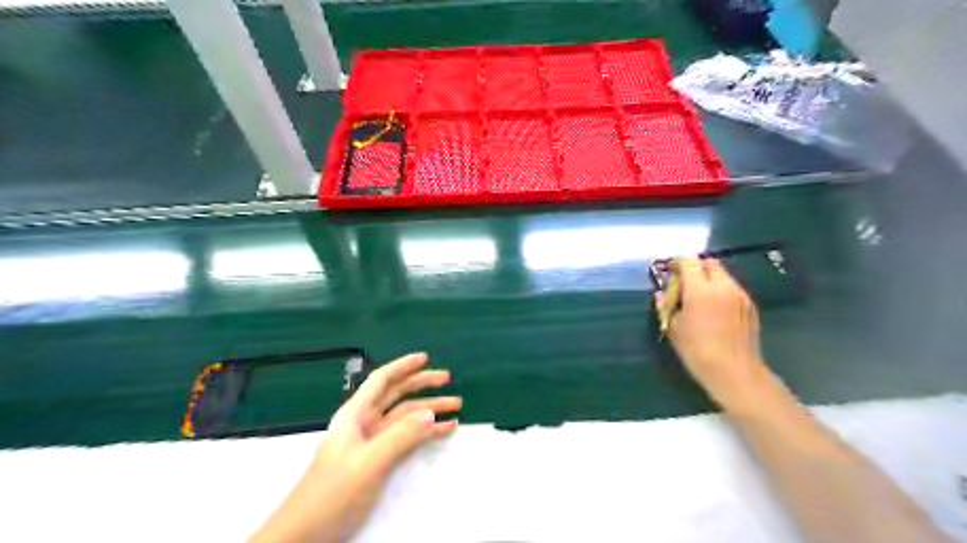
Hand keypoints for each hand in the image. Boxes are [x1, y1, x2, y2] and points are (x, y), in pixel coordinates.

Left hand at [249, 351, 459, 542]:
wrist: (307, 533)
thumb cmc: (334, 492)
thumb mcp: (369, 462)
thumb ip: (400, 436)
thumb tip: (431, 413)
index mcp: (355, 414)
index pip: (381, 380)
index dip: (402, 366)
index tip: (425, 357)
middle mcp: (364, 423)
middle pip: (396, 395)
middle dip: (421, 384)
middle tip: (447, 378)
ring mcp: (371, 442)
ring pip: (404, 417)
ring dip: (429, 410)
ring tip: (456, 407)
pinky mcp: (377, 460)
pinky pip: (405, 438)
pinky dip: (424, 433)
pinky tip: (443, 431)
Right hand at [657, 258, 772, 407]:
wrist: (734, 372)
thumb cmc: (697, 350)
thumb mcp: (673, 328)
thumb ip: (666, 306)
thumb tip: (661, 294)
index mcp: (700, 289)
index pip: (688, 261)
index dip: (676, 263)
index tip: (669, 273)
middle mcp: (723, 286)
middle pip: (708, 262)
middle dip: (695, 267)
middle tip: (683, 284)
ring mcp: (740, 295)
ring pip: (722, 275)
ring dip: (708, 279)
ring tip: (698, 298)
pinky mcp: (750, 306)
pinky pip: (732, 288)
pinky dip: (720, 291)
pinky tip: (714, 311)